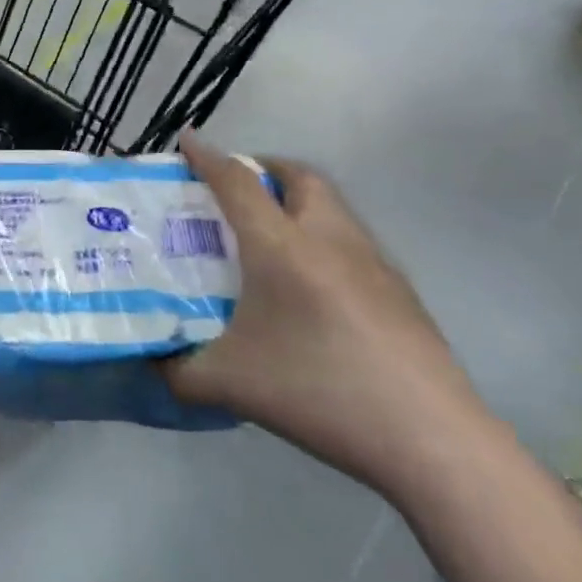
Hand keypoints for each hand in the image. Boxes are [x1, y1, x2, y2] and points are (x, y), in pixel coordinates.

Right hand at [161, 133, 496, 498]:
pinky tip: (310, 285)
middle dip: (262, 168)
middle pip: (298, 176)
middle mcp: (329, 240)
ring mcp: (374, 264)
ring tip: (267, 233)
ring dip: (297, 200)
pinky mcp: (401, 292)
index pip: (237, 182)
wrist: (432, 442)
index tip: (186, 140)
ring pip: (332, 205)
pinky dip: (322, 236)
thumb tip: (150, 364)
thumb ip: (176, 369)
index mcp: (281, 247)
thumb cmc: (318, 393)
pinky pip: (352, 240)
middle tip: (233, 188)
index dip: (207, 157)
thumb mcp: (227, 383)